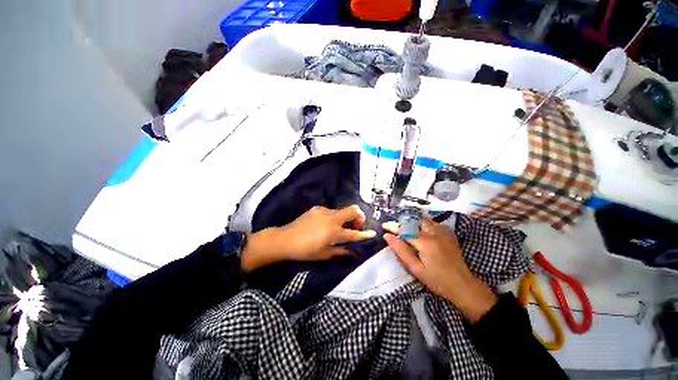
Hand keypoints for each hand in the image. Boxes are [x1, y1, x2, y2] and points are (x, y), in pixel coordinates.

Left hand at [241, 205, 375, 271]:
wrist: (285, 239)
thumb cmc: (305, 251)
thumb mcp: (324, 255)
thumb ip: (342, 252)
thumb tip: (354, 254)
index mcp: (334, 232)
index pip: (354, 234)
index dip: (365, 234)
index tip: (372, 233)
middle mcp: (332, 218)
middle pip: (353, 210)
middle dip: (359, 216)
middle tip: (356, 226)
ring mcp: (324, 211)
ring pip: (342, 210)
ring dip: (345, 218)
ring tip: (339, 227)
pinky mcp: (317, 208)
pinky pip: (331, 211)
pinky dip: (334, 217)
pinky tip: (325, 224)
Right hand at [383, 218, 496, 322]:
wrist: (463, 284)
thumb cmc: (437, 280)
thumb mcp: (416, 269)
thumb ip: (401, 251)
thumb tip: (387, 236)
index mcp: (425, 242)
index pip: (404, 229)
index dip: (393, 226)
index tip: (384, 226)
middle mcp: (434, 232)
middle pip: (414, 220)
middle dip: (402, 221)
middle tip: (394, 227)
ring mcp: (443, 231)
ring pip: (423, 218)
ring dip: (411, 220)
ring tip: (404, 226)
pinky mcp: (448, 233)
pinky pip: (432, 221)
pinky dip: (422, 222)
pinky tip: (419, 229)